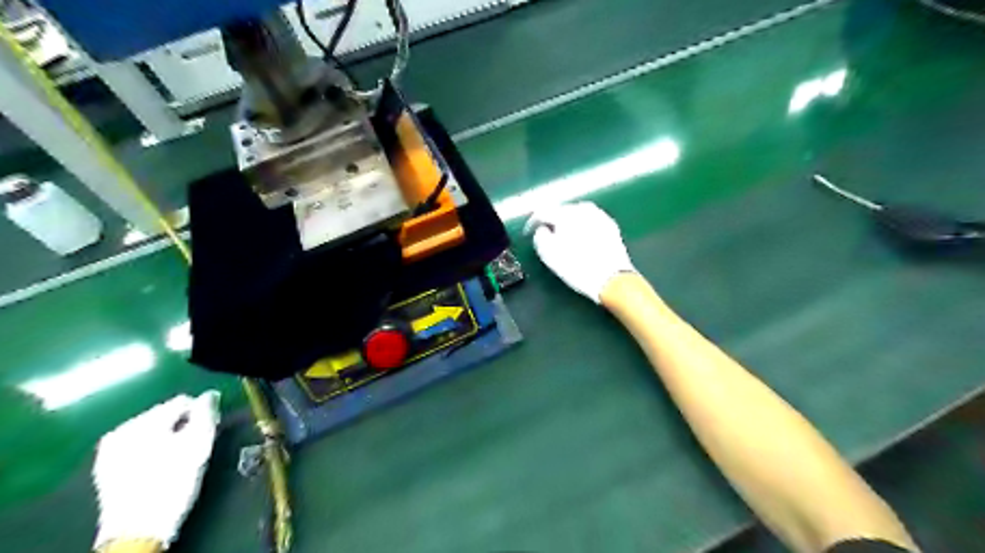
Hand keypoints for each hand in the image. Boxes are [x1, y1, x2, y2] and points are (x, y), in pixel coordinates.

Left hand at [93, 392, 220, 550]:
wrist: (138, 531)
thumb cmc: (172, 483)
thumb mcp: (199, 444)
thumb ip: (206, 413)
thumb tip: (210, 396)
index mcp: (142, 422)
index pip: (182, 402)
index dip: (202, 414)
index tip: (209, 432)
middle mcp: (121, 430)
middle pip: (166, 415)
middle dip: (183, 426)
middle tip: (195, 447)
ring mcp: (110, 450)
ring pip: (153, 432)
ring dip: (169, 439)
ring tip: (179, 459)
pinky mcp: (107, 469)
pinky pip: (140, 447)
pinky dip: (154, 452)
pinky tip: (161, 468)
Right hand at [527, 200, 633, 302]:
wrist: (612, 279)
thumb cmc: (577, 267)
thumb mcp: (549, 255)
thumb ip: (540, 237)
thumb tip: (542, 229)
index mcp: (566, 214)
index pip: (543, 211)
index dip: (533, 222)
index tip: (528, 232)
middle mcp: (583, 209)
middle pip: (561, 209)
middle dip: (552, 220)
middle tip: (546, 233)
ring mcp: (599, 215)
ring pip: (577, 213)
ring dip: (568, 221)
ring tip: (564, 235)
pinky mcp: (610, 225)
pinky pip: (591, 220)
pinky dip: (583, 225)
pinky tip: (582, 236)